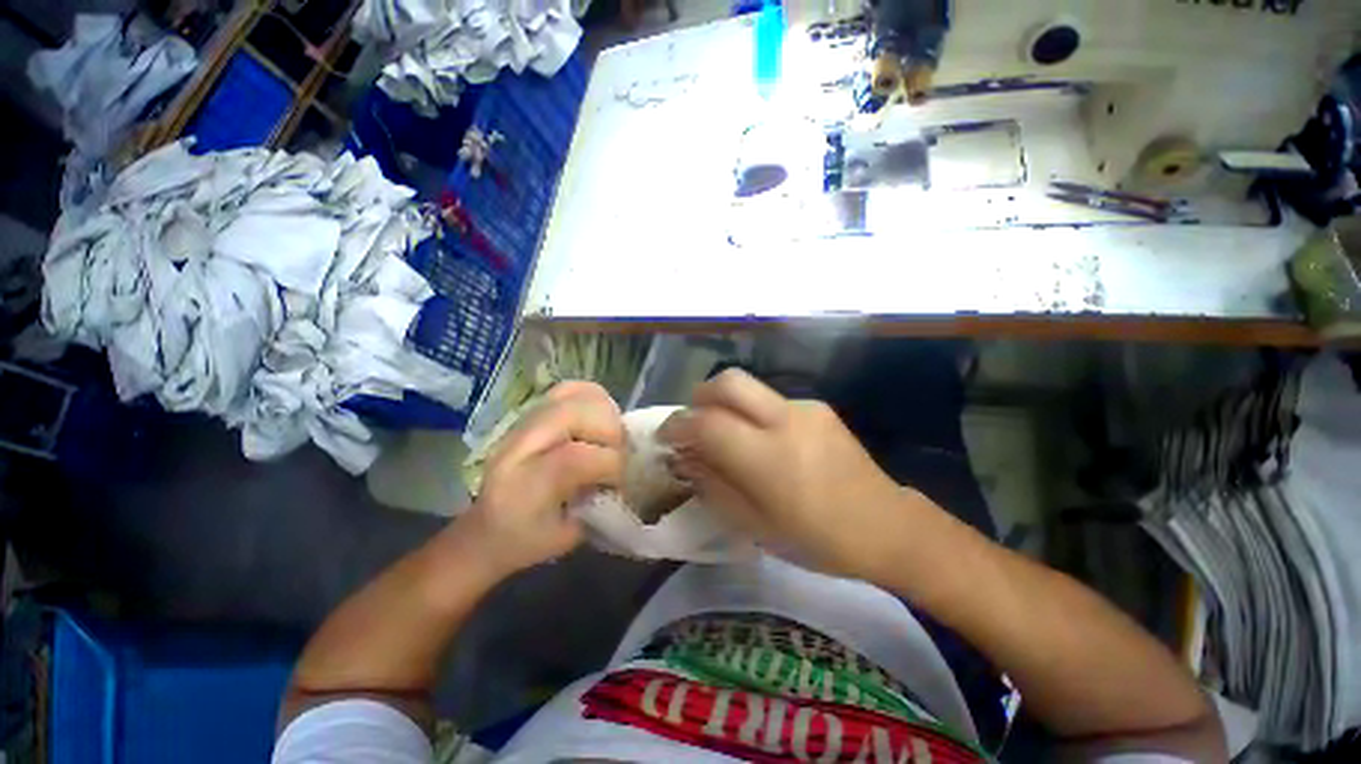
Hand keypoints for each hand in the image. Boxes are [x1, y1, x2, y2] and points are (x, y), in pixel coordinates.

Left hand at [456, 381, 624, 577]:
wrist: (485, 527)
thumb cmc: (527, 540)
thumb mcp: (566, 537)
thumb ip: (600, 505)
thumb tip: (630, 476)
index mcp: (522, 485)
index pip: (574, 457)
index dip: (611, 465)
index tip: (621, 482)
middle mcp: (519, 444)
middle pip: (575, 413)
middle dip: (610, 434)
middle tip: (617, 455)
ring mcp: (524, 420)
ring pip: (576, 394)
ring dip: (605, 414)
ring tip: (608, 439)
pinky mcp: (533, 410)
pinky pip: (571, 388)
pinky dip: (594, 398)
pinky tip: (599, 420)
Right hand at [660, 369, 921, 578]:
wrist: (887, 526)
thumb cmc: (817, 539)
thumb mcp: (754, 526)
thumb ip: (713, 485)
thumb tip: (686, 457)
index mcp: (767, 457)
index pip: (706, 423)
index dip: (678, 425)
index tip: (666, 437)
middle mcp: (785, 420)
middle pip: (727, 382)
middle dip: (699, 397)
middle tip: (693, 423)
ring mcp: (804, 408)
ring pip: (748, 387)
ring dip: (725, 405)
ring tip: (727, 436)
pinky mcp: (817, 407)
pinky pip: (770, 400)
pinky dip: (752, 414)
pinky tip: (763, 442)